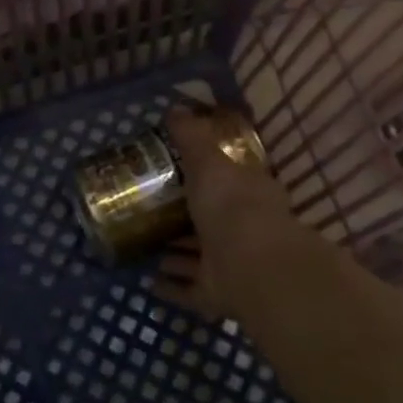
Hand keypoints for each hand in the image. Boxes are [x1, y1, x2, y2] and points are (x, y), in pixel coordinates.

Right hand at [152, 108, 299, 326]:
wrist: (252, 267)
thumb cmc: (232, 205)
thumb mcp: (208, 162)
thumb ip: (191, 137)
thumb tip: (176, 107)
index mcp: (248, 194)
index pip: (230, 181)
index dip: (209, 176)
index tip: (181, 172)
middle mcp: (243, 229)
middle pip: (213, 222)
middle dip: (189, 220)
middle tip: (156, 212)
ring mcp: (232, 265)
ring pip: (201, 258)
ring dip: (179, 255)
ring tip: (149, 248)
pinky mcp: (218, 295)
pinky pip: (190, 290)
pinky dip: (173, 287)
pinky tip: (150, 283)